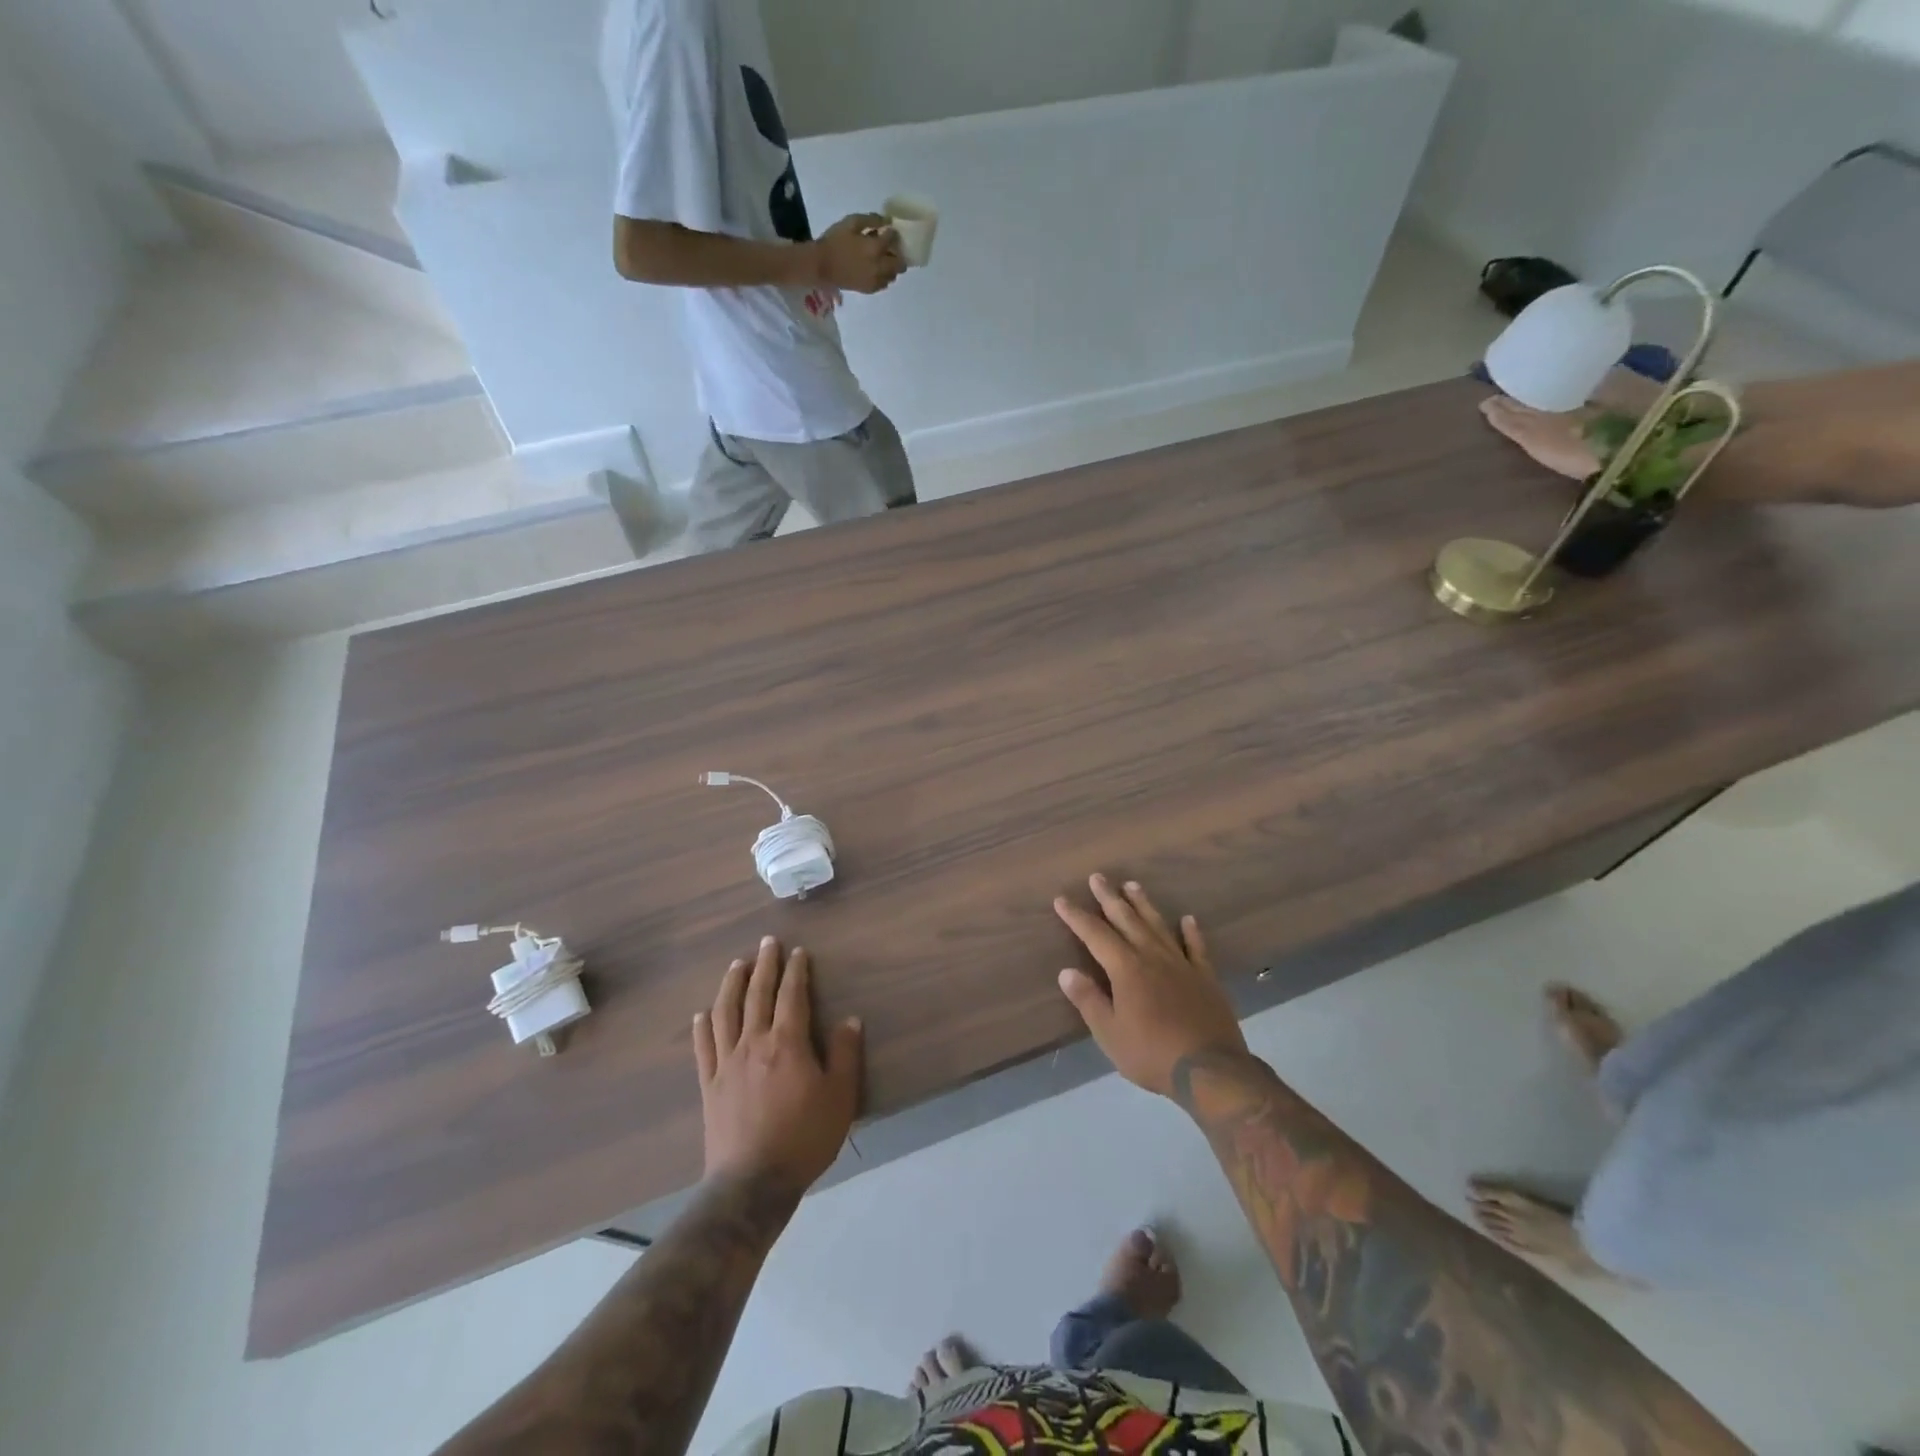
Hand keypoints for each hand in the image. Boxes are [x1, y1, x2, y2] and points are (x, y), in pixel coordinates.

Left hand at [694, 936, 862, 1193]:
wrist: (752, 1183)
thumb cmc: (804, 1137)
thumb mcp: (840, 1097)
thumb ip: (845, 1055)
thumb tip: (849, 1019)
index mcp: (787, 1042)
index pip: (792, 995)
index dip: (796, 971)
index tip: (798, 952)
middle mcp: (754, 1042)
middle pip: (757, 995)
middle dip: (764, 966)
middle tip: (767, 943)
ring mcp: (727, 1063)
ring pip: (726, 1013)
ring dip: (731, 985)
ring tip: (736, 965)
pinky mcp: (710, 1085)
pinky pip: (704, 1047)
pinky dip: (703, 1026)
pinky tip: (702, 1013)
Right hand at [809, 213, 904, 293]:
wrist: (822, 266)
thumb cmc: (834, 241)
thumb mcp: (851, 222)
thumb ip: (870, 220)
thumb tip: (886, 220)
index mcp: (875, 248)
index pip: (893, 239)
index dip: (892, 233)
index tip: (888, 230)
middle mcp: (880, 267)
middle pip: (900, 264)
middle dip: (898, 254)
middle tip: (889, 248)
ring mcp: (876, 280)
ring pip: (894, 275)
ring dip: (892, 267)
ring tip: (882, 259)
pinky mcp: (870, 289)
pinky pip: (884, 284)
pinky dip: (884, 277)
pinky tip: (876, 270)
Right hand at [1054, 874, 1248, 1097]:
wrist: (1210, 1070)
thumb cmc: (1151, 1053)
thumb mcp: (1109, 1033)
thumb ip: (1088, 1000)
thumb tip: (1066, 971)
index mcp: (1126, 968)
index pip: (1095, 935)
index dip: (1077, 916)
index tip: (1062, 899)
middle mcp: (1152, 956)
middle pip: (1127, 920)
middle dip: (1109, 898)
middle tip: (1098, 877)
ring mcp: (1182, 964)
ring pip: (1158, 925)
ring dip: (1144, 905)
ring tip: (1132, 885)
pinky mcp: (1206, 977)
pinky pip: (1196, 947)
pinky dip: (1191, 932)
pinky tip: (1188, 919)